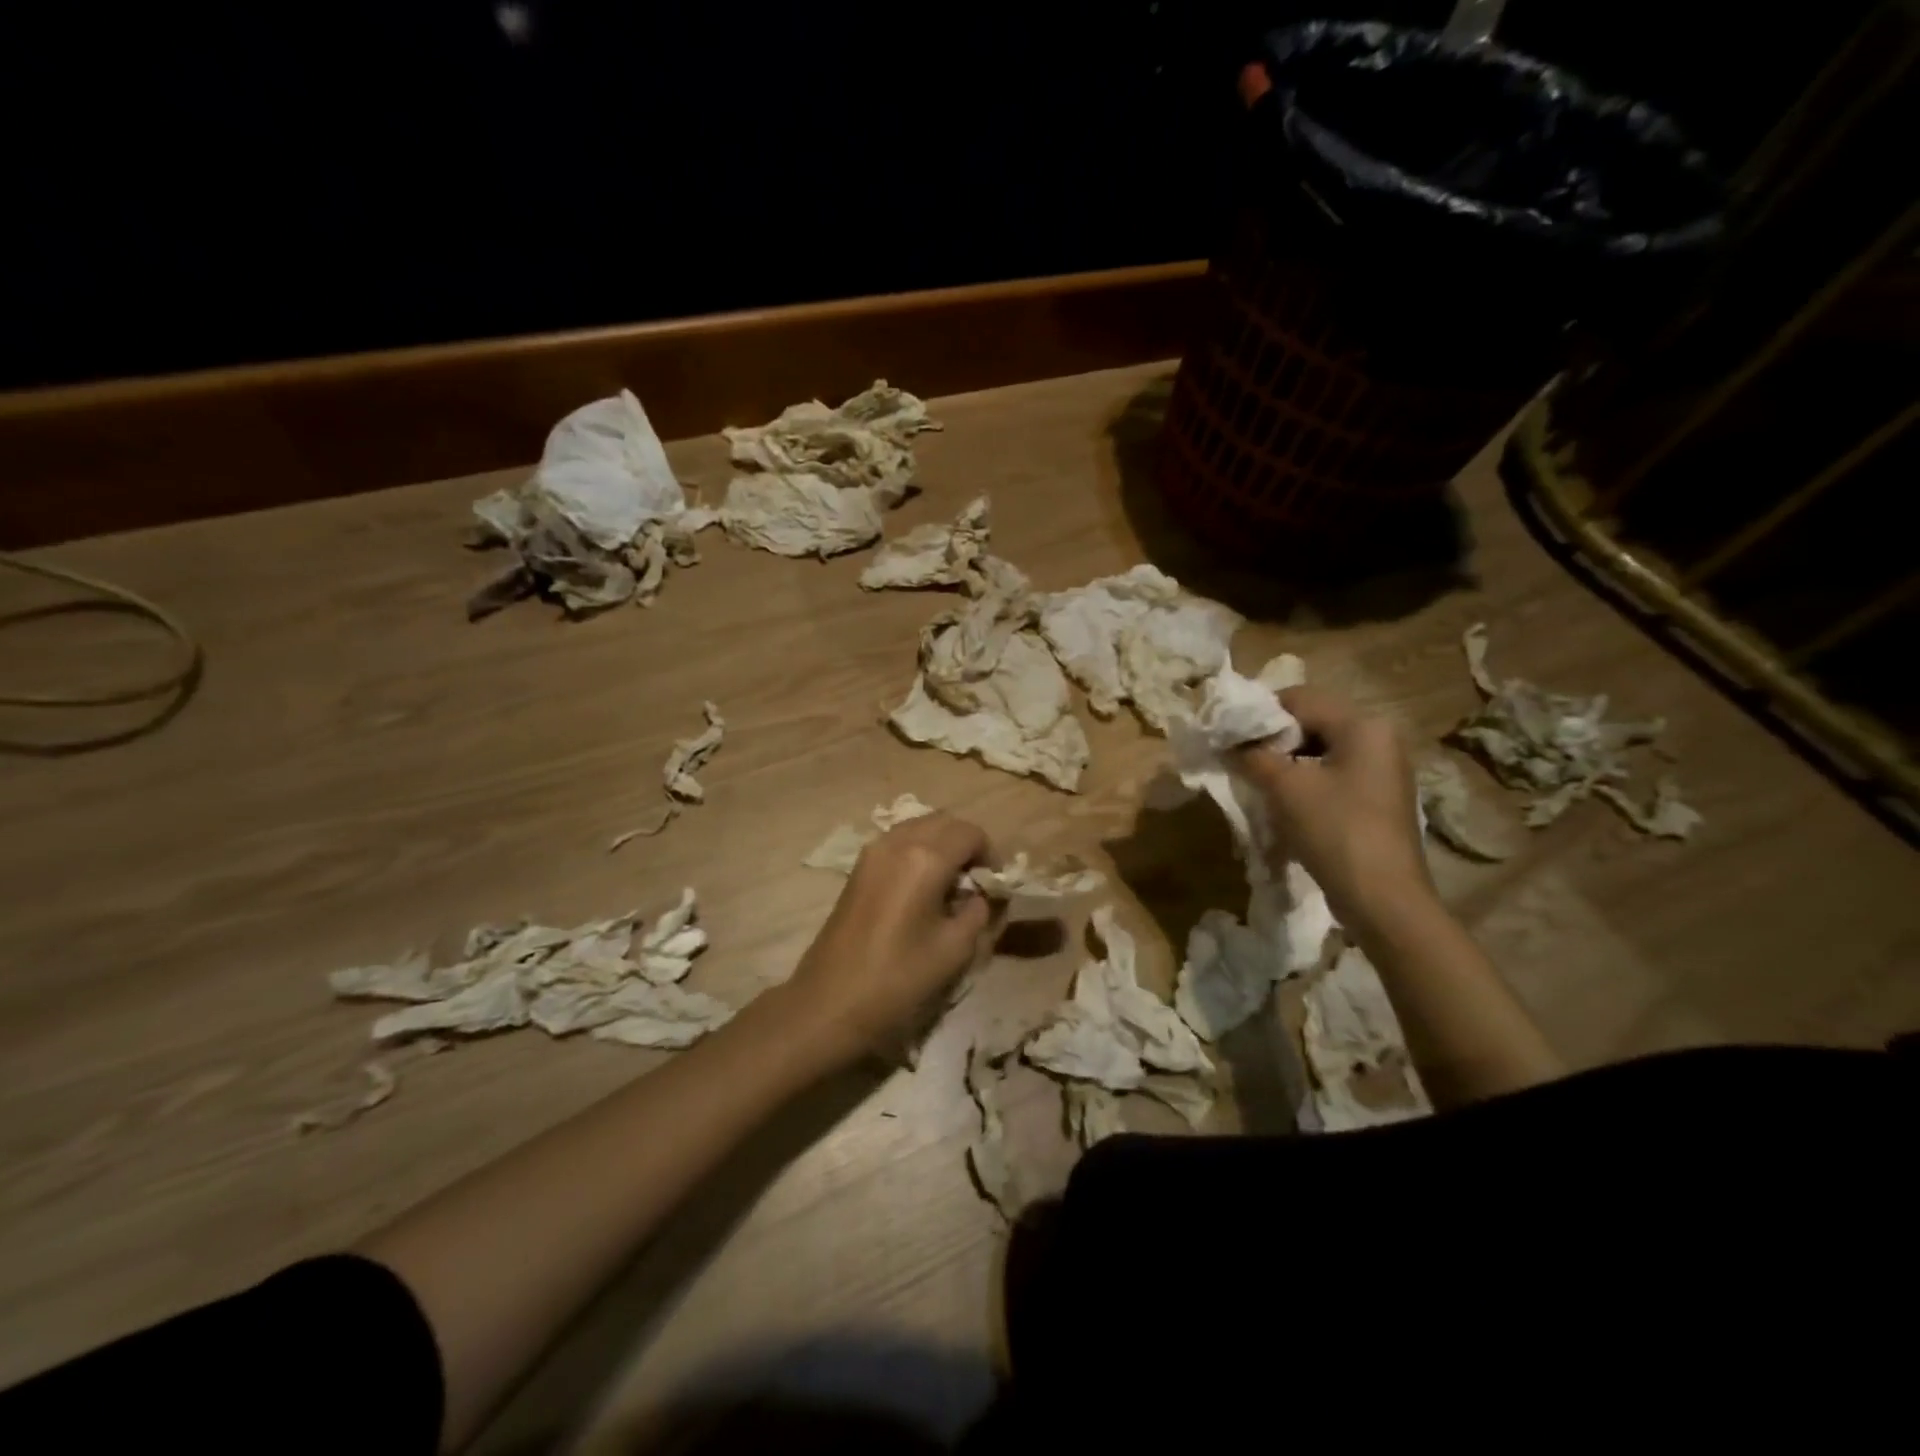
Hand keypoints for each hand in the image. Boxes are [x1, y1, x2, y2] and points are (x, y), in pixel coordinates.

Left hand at [788, 812, 997, 1062]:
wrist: (829, 1003)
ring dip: (940, 845)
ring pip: (918, 827)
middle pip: (943, 821)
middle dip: (965, 844)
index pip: (970, 833)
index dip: (990, 854)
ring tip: (949, 884)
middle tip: (975, 882)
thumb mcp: (955, 949)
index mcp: (925, 858)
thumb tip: (981, 894)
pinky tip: (921, 888)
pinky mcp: (858, 867)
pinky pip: (898, 842)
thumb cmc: (898, 979)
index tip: (994, 885)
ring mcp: (872, 852)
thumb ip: (978, 911)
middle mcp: (897, 842)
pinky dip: (917, 851)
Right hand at [1233, 687, 1432, 928]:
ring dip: (1285, 760)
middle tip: (1239, 758)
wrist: (1383, 899)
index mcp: (1364, 725)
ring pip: (1320, 749)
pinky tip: (1282, 800)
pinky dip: (1304, 779)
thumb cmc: (1335, 831)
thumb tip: (1229, 743)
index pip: (1299, 699)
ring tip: (1256, 780)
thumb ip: (1253, 756)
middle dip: (1272, 738)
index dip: (1259, 714)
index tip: (1228, 735)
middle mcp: (1379, 738)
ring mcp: (1382, 770)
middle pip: (1312, 721)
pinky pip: (1332, 773)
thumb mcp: (1285, 788)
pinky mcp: (1377, 797)